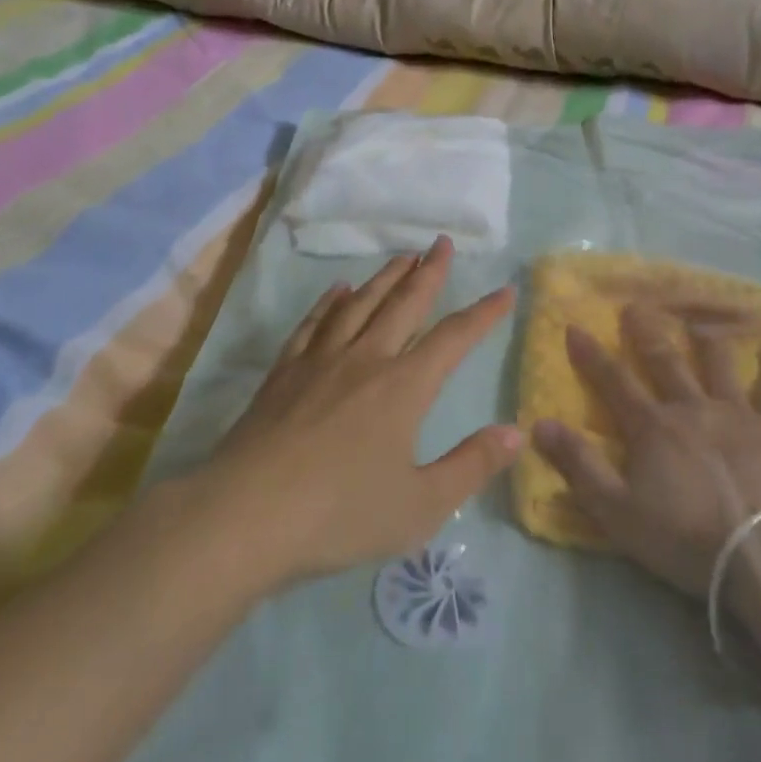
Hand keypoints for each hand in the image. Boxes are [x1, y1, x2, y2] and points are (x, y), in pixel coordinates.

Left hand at [198, 237, 519, 585]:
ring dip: (385, 278)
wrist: (244, 517)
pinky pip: (313, 325)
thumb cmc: (339, 515)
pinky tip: (337, 291)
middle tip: (442, 243)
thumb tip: (516, 431)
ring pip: (359, 305)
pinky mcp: (283, 374)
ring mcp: (320, 362)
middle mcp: (366, 360)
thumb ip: (472, 465)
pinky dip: (329, 303)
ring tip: (402, 257)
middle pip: (404, 304)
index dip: (483, 313)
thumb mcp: (420, 505)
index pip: (453, 337)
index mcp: (404, 387)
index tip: (504, 291)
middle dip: (429, 273)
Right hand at [534, 304, 760, 597]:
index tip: (575, 326)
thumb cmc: (686, 537)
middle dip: (646, 333)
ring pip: (719, 365)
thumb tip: (539, 424)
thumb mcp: (617, 511)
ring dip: (707, 341)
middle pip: (665, 362)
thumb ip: (579, 465)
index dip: (591, 355)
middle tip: (635, 307)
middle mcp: (692, 408)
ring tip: (699, 322)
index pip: (614, 382)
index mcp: (653, 427)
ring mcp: (737, 414)